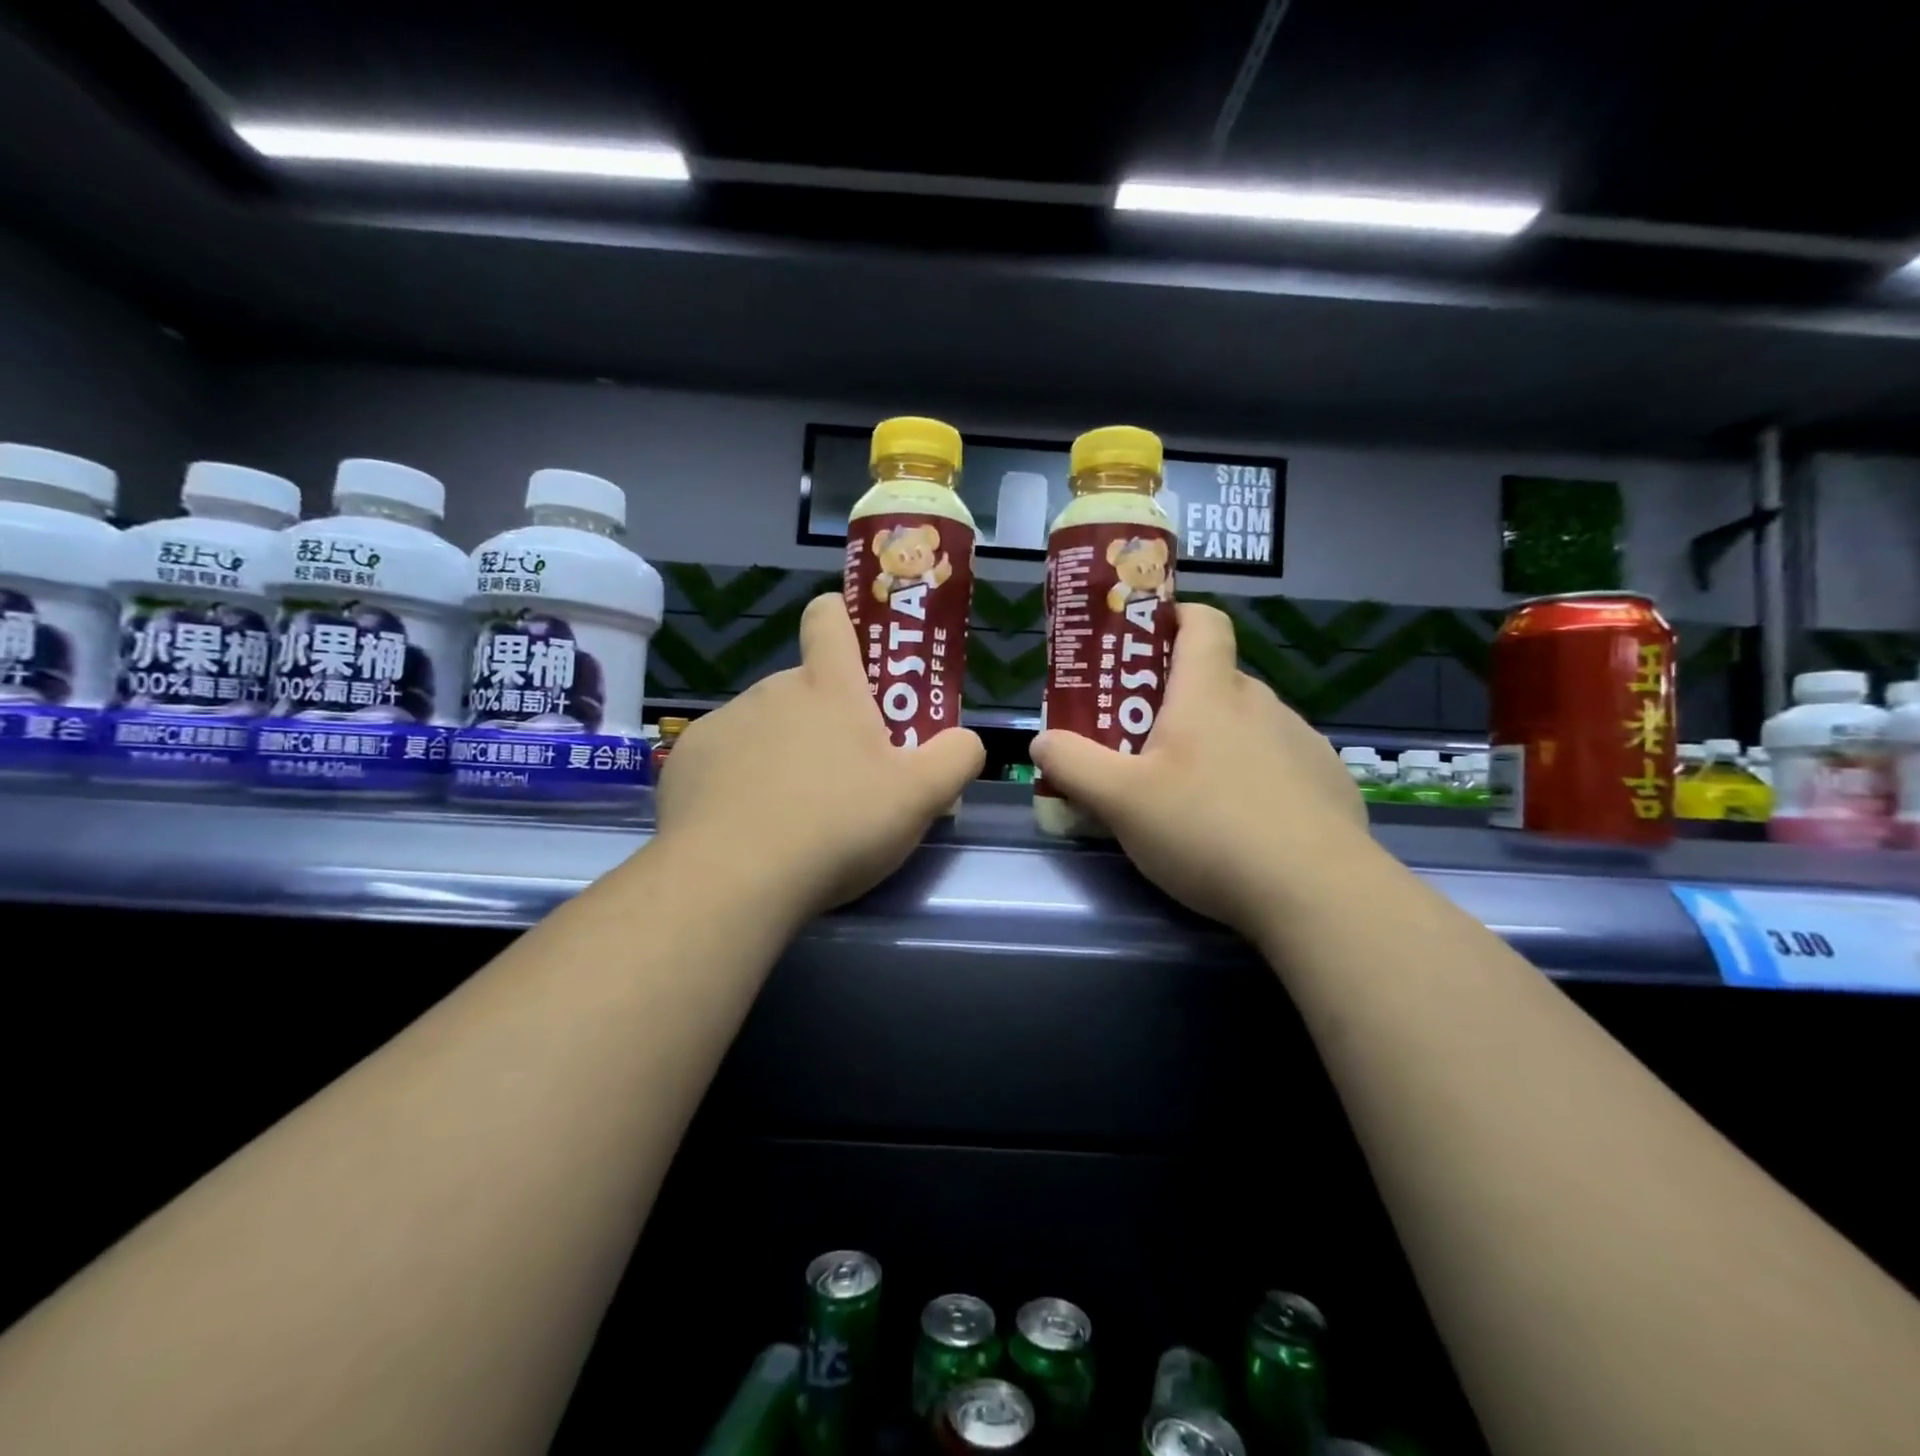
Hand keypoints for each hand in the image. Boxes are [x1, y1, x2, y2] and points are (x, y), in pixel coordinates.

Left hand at [653, 593, 984, 918]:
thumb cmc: (837, 826)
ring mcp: (722, 724)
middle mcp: (770, 691)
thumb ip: (957, 757)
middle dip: (826, 721)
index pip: (830, 618)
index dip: (843, 621)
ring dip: (783, 754)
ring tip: (795, 815)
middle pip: (805, 689)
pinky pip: (724, 760)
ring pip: (765, 728)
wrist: (731, 880)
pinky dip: (739, 783)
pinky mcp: (684, 763)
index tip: (857, 654)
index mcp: (827, 687)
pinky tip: (748, 829)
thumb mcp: (921, 797)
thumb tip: (965, 740)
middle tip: (847, 778)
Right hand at [1028, 603, 1371, 939]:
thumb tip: (1042, 741)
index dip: (1174, 617)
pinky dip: (1256, 777)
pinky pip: (1281, 762)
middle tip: (1143, 744)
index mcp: (1210, 694)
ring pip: (1248, 724)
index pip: (1203, 622)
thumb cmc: (1207, 830)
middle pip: (1216, 680)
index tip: (1145, 641)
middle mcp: (1261, 704)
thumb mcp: (1119, 801)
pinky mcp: (1328, 782)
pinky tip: (1245, 825)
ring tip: (1193, 795)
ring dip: (1218, 741)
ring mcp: (1302, 742)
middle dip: (1177, 701)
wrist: (1317, 893)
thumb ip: (1072, 764)